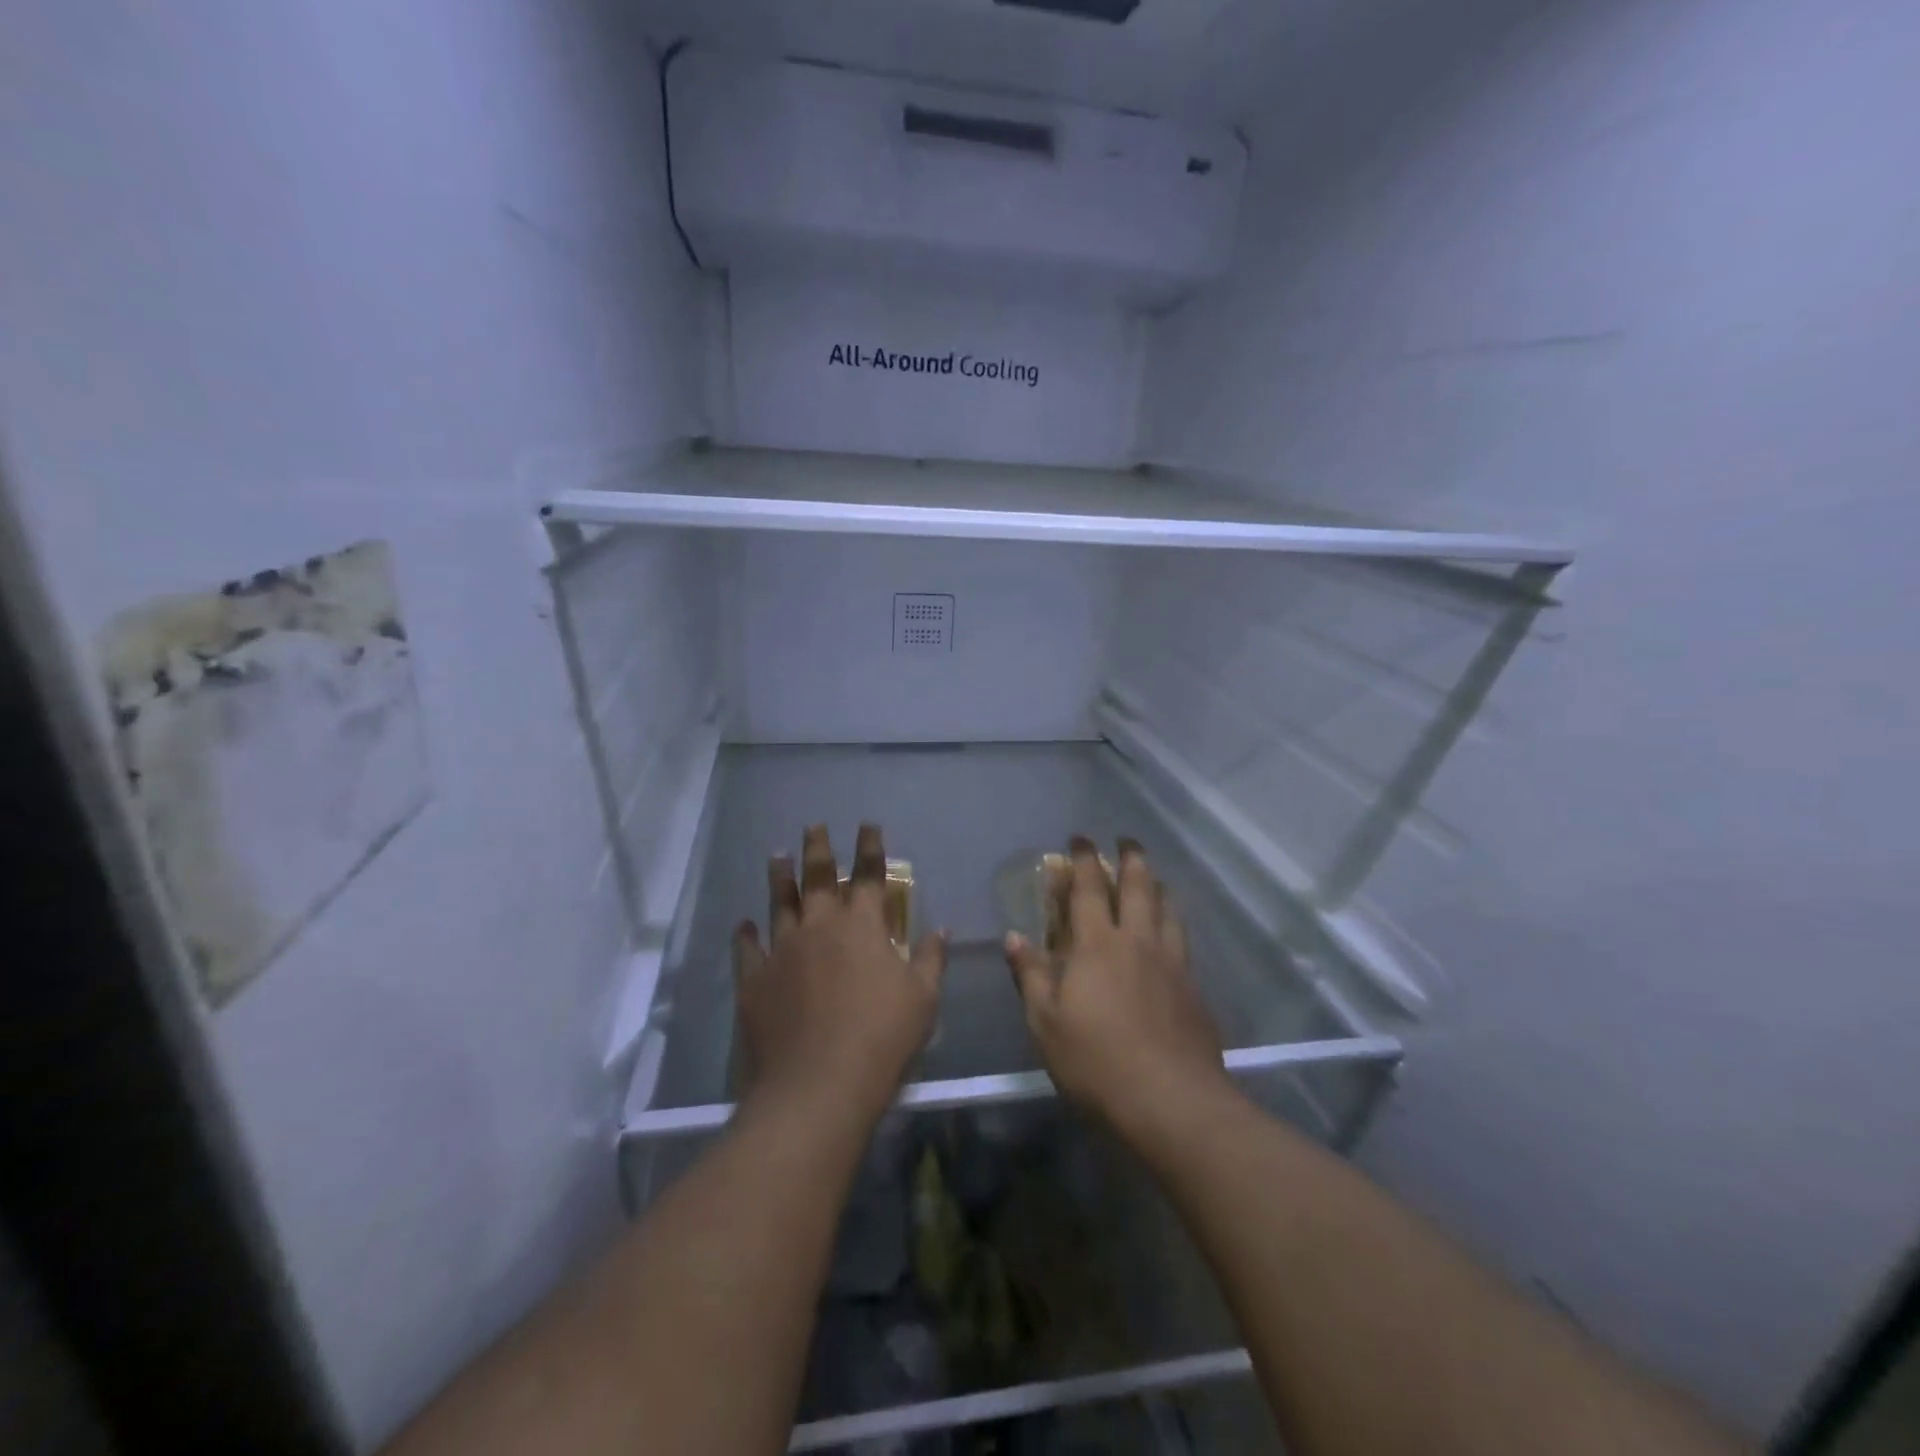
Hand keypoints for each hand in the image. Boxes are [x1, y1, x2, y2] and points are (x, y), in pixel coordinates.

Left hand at [732, 824, 946, 1126]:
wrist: (818, 1083)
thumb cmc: (882, 1036)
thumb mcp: (922, 998)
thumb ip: (931, 959)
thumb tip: (941, 929)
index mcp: (863, 925)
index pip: (870, 875)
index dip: (870, 847)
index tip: (867, 825)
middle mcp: (820, 925)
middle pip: (818, 876)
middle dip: (818, 848)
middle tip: (814, 826)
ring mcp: (783, 949)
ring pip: (780, 902)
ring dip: (780, 876)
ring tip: (777, 854)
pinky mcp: (755, 979)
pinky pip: (748, 948)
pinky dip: (746, 935)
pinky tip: (744, 925)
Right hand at [1005, 836, 1234, 1139]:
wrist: (1172, 1101)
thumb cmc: (1097, 1061)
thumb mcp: (1046, 1023)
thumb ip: (1032, 976)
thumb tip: (1015, 937)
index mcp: (1097, 946)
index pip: (1089, 890)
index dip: (1083, 861)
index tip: (1080, 839)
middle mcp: (1137, 943)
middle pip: (1138, 889)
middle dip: (1131, 859)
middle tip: (1127, 841)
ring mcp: (1172, 964)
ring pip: (1168, 910)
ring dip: (1159, 886)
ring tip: (1154, 877)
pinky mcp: (1194, 989)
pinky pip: (1183, 941)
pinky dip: (1175, 922)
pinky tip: (1174, 931)